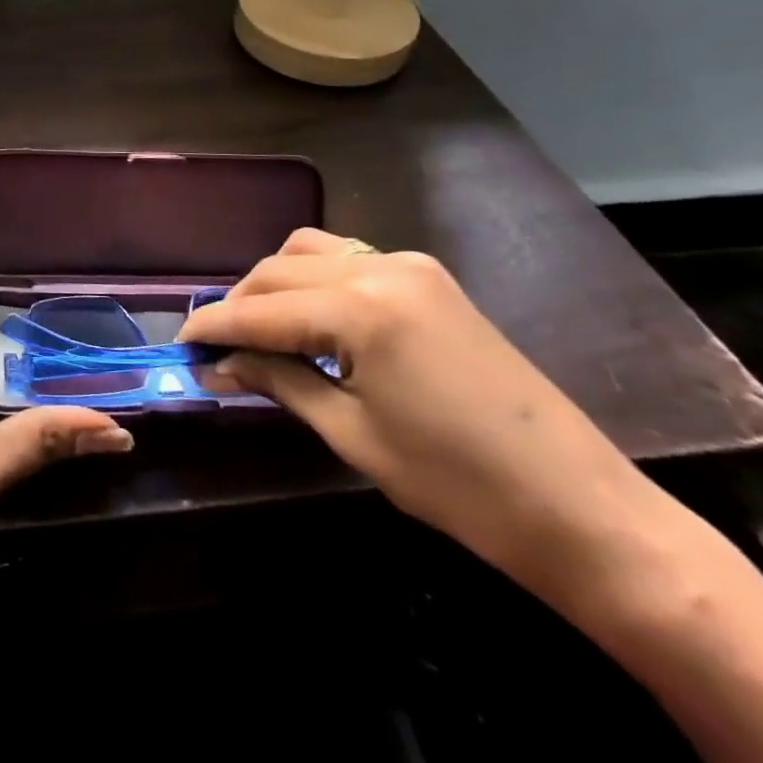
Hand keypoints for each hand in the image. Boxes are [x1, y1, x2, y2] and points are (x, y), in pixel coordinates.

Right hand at [178, 229, 657, 604]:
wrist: (583, 510)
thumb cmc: (458, 486)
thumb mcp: (352, 434)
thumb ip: (279, 382)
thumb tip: (219, 363)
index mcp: (359, 308)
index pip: (260, 309)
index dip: (213, 326)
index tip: (179, 344)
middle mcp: (380, 267)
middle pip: (279, 268)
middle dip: (239, 302)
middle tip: (214, 345)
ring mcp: (411, 266)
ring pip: (311, 251)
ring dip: (274, 283)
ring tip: (259, 330)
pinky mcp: (431, 279)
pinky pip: (349, 260)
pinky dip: (314, 280)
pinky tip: (309, 320)